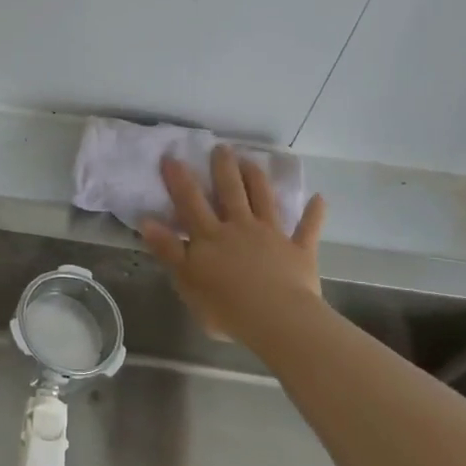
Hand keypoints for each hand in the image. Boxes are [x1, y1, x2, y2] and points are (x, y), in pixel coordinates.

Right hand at [140, 146, 328, 352]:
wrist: (276, 319)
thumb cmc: (225, 307)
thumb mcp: (186, 281)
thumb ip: (168, 250)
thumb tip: (147, 221)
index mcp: (211, 236)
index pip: (191, 202)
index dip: (179, 179)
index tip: (172, 157)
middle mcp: (240, 227)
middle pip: (230, 191)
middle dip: (224, 167)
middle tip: (221, 147)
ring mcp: (272, 236)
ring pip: (264, 199)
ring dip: (258, 179)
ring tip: (252, 160)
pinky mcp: (299, 251)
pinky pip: (307, 229)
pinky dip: (314, 213)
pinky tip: (319, 198)